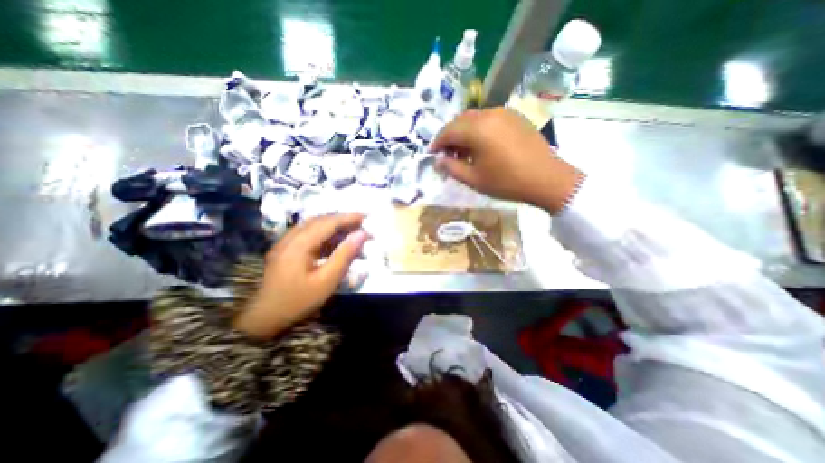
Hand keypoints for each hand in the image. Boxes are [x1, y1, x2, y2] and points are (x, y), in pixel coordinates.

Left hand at [236, 214, 369, 339]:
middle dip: (341, 219)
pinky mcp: (285, 250)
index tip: (365, 216)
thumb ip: (344, 255)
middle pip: (319, 221)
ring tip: (350, 230)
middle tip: (360, 223)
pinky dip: (323, 234)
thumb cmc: (299, 301)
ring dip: (332, 225)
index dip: (348, 218)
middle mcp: (290, 238)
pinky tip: (334, 241)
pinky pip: (307, 234)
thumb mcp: (327, 281)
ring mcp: (285, 243)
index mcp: (299, 244)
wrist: (265, 319)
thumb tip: (362, 235)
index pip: (327, 223)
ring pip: (312, 226)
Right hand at [429, 106, 581, 212]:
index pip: (448, 131)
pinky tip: (481, 145)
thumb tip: (438, 161)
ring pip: (474, 118)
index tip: (432, 154)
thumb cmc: (507, 182)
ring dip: (464, 132)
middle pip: (460, 121)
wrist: (546, 178)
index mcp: (477, 129)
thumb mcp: (474, 179)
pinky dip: (478, 129)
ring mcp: (504, 113)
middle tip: (447, 155)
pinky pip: (488, 119)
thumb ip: (451, 168)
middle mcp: (489, 114)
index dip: (437, 143)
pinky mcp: (514, 117)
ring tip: (464, 152)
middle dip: (449, 136)